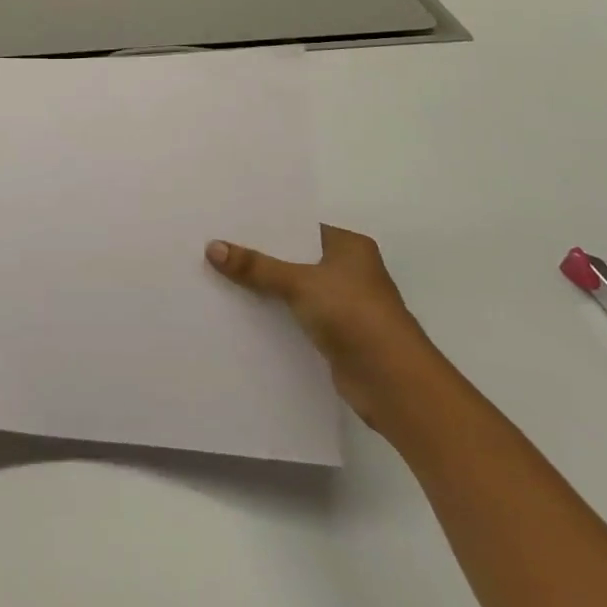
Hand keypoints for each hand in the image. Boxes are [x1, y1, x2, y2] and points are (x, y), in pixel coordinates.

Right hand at [207, 224, 436, 427]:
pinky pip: (296, 317)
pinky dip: (275, 315)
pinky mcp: (336, 336)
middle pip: (294, 258)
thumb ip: (257, 266)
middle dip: (260, 257)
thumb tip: (212, 247)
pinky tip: (241, 313)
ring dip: (265, 288)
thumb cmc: (354, 315)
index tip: (228, 223)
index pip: (299, 227)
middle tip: (215, 247)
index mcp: (349, 246)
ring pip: (294, 289)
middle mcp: (349, 271)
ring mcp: (344, 305)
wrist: (394, 383)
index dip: (266, 226)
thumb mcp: (300, 283)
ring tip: (219, 277)